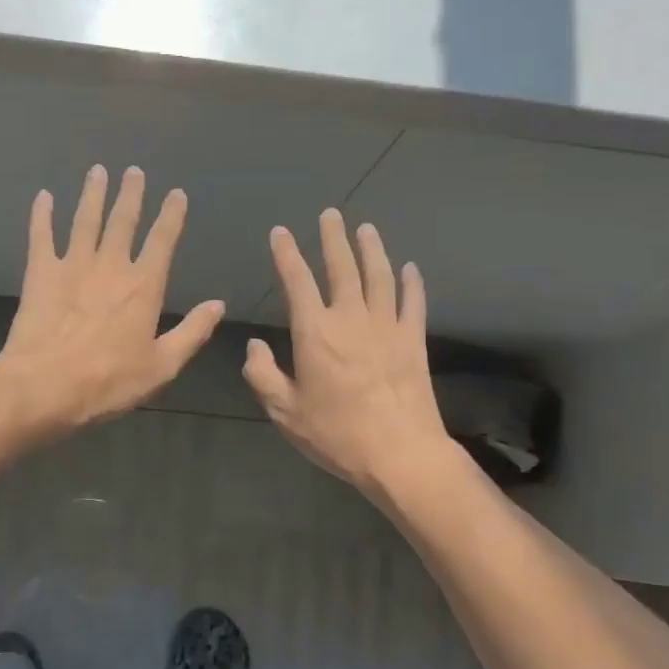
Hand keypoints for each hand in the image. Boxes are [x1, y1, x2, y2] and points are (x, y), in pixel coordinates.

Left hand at [0, 165, 224, 435]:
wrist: (44, 386)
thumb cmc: (108, 382)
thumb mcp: (162, 366)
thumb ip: (192, 332)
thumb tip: (218, 305)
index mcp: (143, 286)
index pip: (162, 241)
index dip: (171, 216)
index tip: (176, 193)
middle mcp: (110, 266)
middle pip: (123, 221)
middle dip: (130, 194)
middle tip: (133, 171)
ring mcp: (72, 265)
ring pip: (85, 220)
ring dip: (92, 194)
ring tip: (98, 171)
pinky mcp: (40, 274)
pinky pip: (41, 236)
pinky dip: (42, 215)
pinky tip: (43, 196)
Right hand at [244, 209, 451, 494]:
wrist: (400, 453)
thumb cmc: (336, 434)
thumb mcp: (285, 412)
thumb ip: (263, 375)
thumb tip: (255, 345)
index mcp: (315, 332)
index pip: (297, 281)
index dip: (286, 253)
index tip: (281, 232)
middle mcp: (351, 318)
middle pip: (342, 267)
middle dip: (334, 238)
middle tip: (331, 214)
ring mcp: (387, 326)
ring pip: (379, 276)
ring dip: (372, 249)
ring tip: (366, 229)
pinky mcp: (413, 340)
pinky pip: (412, 302)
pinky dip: (411, 282)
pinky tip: (409, 268)